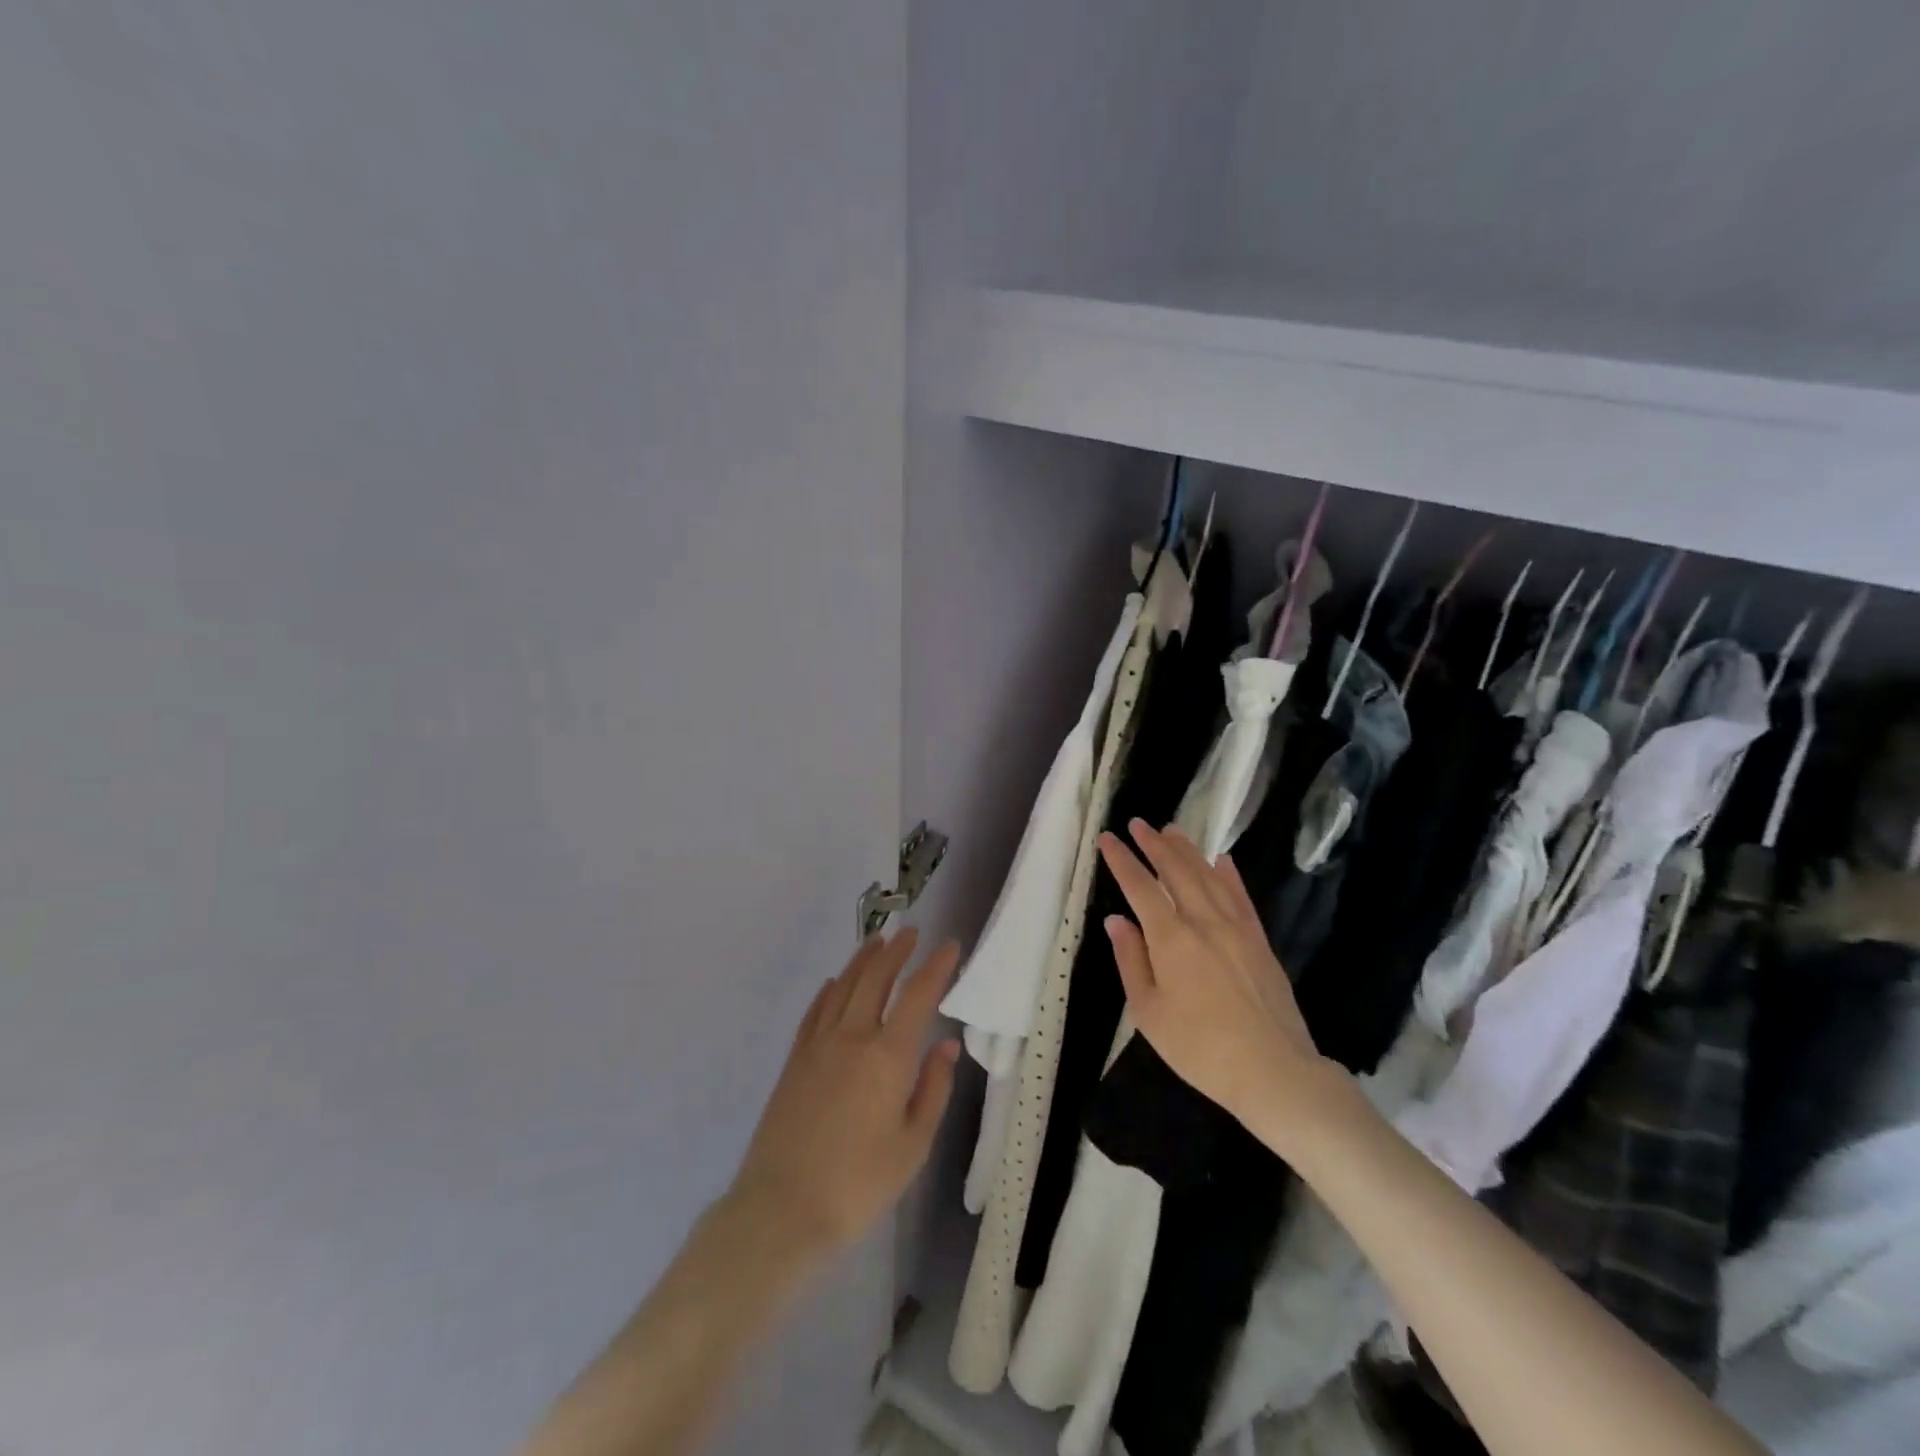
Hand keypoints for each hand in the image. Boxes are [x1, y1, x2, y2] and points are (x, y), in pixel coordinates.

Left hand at [728, 929, 959, 1260]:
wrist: (781, 1210)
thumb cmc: (859, 1184)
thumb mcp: (913, 1145)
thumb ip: (933, 1088)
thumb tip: (947, 1044)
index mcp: (888, 1056)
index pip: (918, 995)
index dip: (936, 966)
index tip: (950, 945)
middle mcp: (853, 1037)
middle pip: (876, 979)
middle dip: (897, 952)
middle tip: (911, 933)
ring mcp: (819, 1045)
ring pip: (844, 986)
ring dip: (863, 960)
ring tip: (877, 942)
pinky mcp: (795, 1060)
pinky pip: (816, 1010)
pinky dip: (830, 990)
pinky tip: (836, 982)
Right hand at [1098, 820, 1333, 1140]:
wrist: (1274, 1070)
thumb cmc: (1200, 1048)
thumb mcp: (1149, 1012)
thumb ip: (1131, 961)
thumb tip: (1116, 920)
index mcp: (1171, 938)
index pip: (1140, 887)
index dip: (1121, 860)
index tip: (1108, 838)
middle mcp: (1203, 921)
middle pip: (1176, 871)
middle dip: (1153, 844)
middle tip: (1138, 824)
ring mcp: (1236, 927)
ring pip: (1208, 876)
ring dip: (1187, 850)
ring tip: (1171, 830)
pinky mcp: (1259, 940)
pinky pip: (1241, 896)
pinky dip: (1228, 874)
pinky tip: (1222, 859)